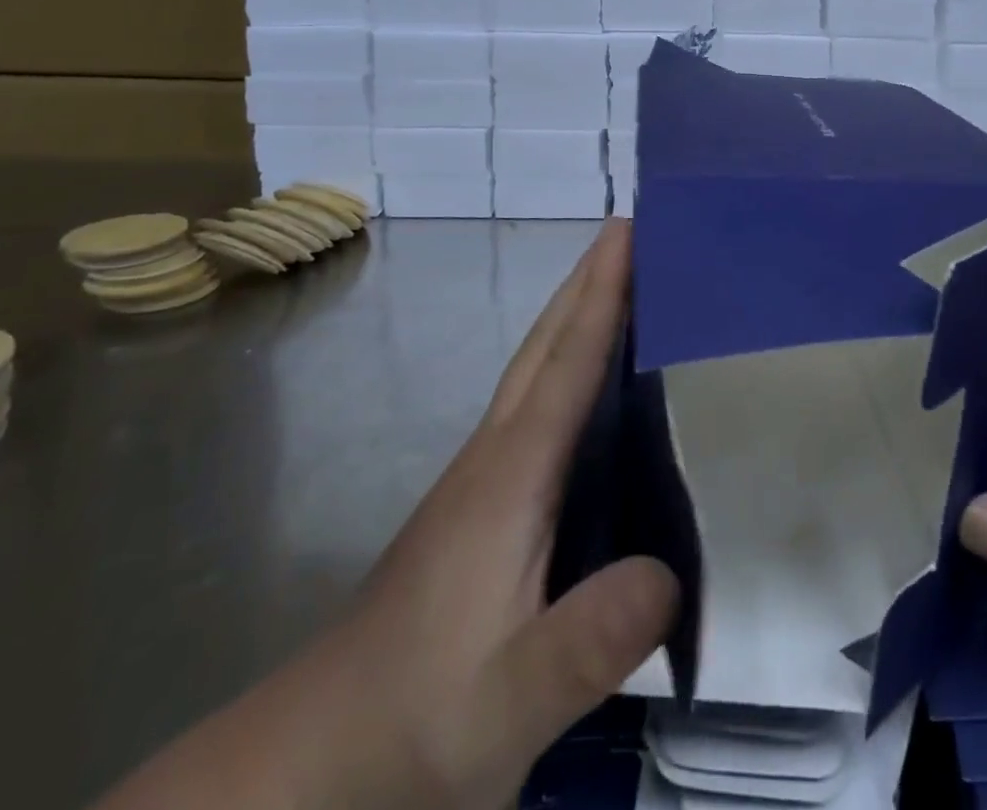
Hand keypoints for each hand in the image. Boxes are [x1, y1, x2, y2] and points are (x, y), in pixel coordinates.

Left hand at [98, 219, 676, 809]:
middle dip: (587, 280)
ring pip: (535, 367)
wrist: (316, 759)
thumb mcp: (508, 702)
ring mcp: (483, 476)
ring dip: (576, 312)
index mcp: (512, 477)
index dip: (602, 293)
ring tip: (623, 280)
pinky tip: (592, 379)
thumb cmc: (417, 719)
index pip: (567, 363)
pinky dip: (567, 360)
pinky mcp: (483, 501)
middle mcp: (496, 455)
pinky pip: (536, 401)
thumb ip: (585, 644)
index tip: (628, 229)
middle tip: (630, 229)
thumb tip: (670, 573)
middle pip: (545, 344)